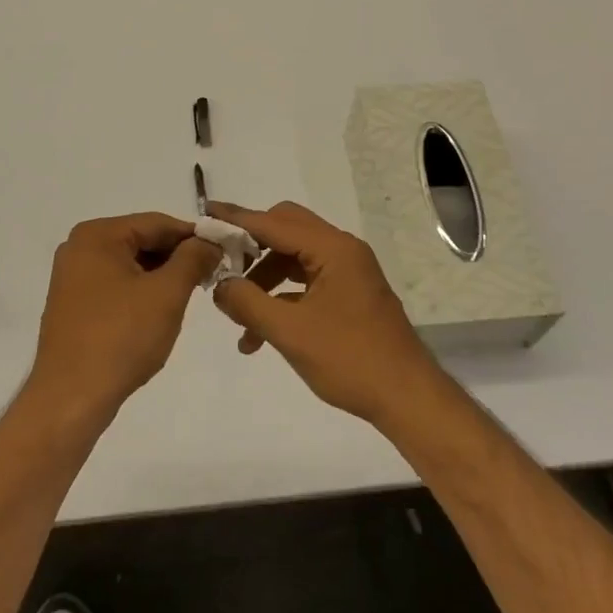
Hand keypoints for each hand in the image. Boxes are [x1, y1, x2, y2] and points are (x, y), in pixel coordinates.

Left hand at [28, 213, 220, 423]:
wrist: (71, 398)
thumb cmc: (121, 338)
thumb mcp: (167, 294)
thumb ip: (193, 259)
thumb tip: (210, 242)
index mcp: (97, 235)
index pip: (158, 223)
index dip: (195, 236)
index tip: (225, 252)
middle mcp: (80, 248)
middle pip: (142, 241)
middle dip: (177, 258)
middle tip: (210, 277)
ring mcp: (73, 277)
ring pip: (131, 265)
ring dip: (161, 277)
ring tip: (188, 297)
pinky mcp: (73, 305)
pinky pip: (116, 285)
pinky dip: (141, 293)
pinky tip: (159, 313)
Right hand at [206, 200, 441, 427]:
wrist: (406, 398)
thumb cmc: (350, 360)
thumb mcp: (290, 332)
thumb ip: (248, 302)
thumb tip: (218, 286)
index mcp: (333, 249)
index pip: (274, 223)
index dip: (237, 219)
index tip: (205, 214)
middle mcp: (342, 251)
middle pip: (285, 231)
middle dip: (250, 247)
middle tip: (220, 264)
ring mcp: (348, 272)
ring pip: (294, 259)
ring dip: (263, 280)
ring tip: (237, 314)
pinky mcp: (349, 294)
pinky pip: (306, 282)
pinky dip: (281, 298)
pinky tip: (259, 334)